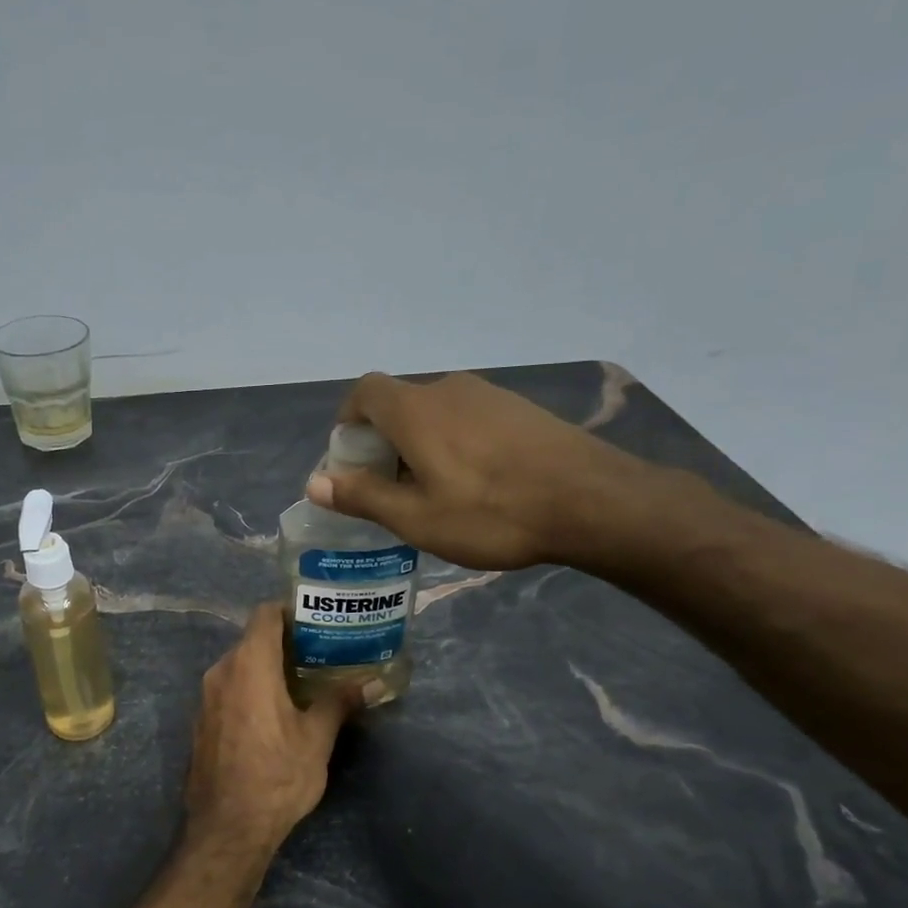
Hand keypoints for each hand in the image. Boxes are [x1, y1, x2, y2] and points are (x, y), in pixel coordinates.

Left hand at [183, 604, 364, 854]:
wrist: (227, 827)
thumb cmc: (276, 775)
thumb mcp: (316, 738)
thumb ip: (339, 702)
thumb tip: (368, 683)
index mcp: (249, 664)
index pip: (265, 614)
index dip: (290, 611)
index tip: (317, 621)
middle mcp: (221, 671)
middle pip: (252, 639)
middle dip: (285, 643)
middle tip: (319, 654)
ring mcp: (206, 696)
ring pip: (239, 665)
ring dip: (267, 667)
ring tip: (302, 683)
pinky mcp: (201, 720)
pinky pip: (228, 689)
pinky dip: (250, 688)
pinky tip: (274, 711)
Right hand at [305, 370, 657, 570]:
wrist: (592, 501)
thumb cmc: (491, 512)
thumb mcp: (416, 518)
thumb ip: (363, 496)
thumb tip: (315, 483)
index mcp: (414, 410)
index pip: (364, 391)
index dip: (349, 420)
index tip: (353, 459)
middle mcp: (448, 390)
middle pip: (399, 405)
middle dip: (383, 442)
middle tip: (392, 489)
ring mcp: (489, 395)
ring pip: (436, 413)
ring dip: (421, 444)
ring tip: (436, 492)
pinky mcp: (520, 409)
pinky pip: (469, 419)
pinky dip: (456, 443)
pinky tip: (479, 484)